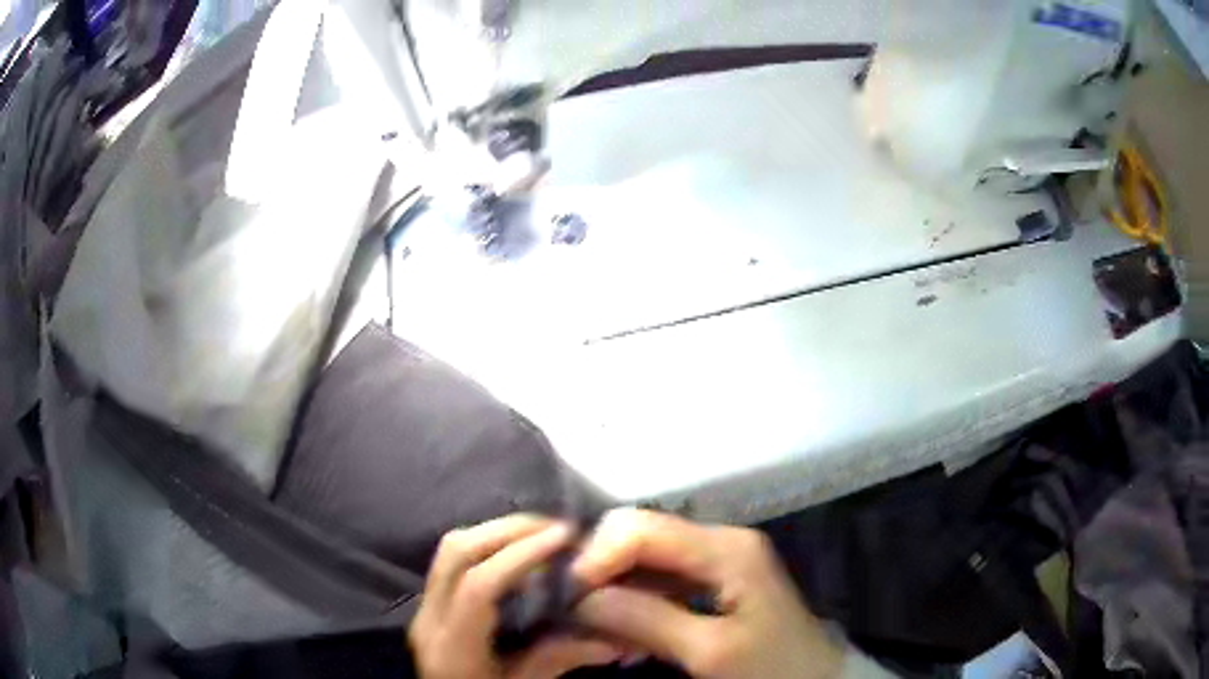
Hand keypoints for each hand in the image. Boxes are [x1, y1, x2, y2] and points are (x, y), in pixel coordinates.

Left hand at [410, 514, 621, 678]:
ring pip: (450, 548)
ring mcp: (424, 606)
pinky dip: (486, 544)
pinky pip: (451, 558)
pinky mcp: (428, 602)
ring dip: (496, 532)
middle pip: (457, 553)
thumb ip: (560, 659)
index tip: (565, 537)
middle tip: (558, 527)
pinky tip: (517, 552)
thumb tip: (616, 639)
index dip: (522, 554)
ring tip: (541, 533)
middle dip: (509, 530)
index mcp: (452, 645)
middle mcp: (429, 617)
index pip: (479, 585)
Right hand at [571, 509, 844, 678]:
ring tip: (597, 628)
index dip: (598, 557)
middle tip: (580, 616)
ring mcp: (719, 559)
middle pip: (641, 536)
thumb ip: (647, 620)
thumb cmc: (771, 668)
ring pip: (646, 558)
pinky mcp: (716, 580)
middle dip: (604, 571)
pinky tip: (624, 630)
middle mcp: (720, 540)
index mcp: (725, 547)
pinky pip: (661, 579)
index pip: (640, 528)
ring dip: (616, 589)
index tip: (571, 599)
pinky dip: (636, 601)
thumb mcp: (710, 652)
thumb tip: (583, 599)